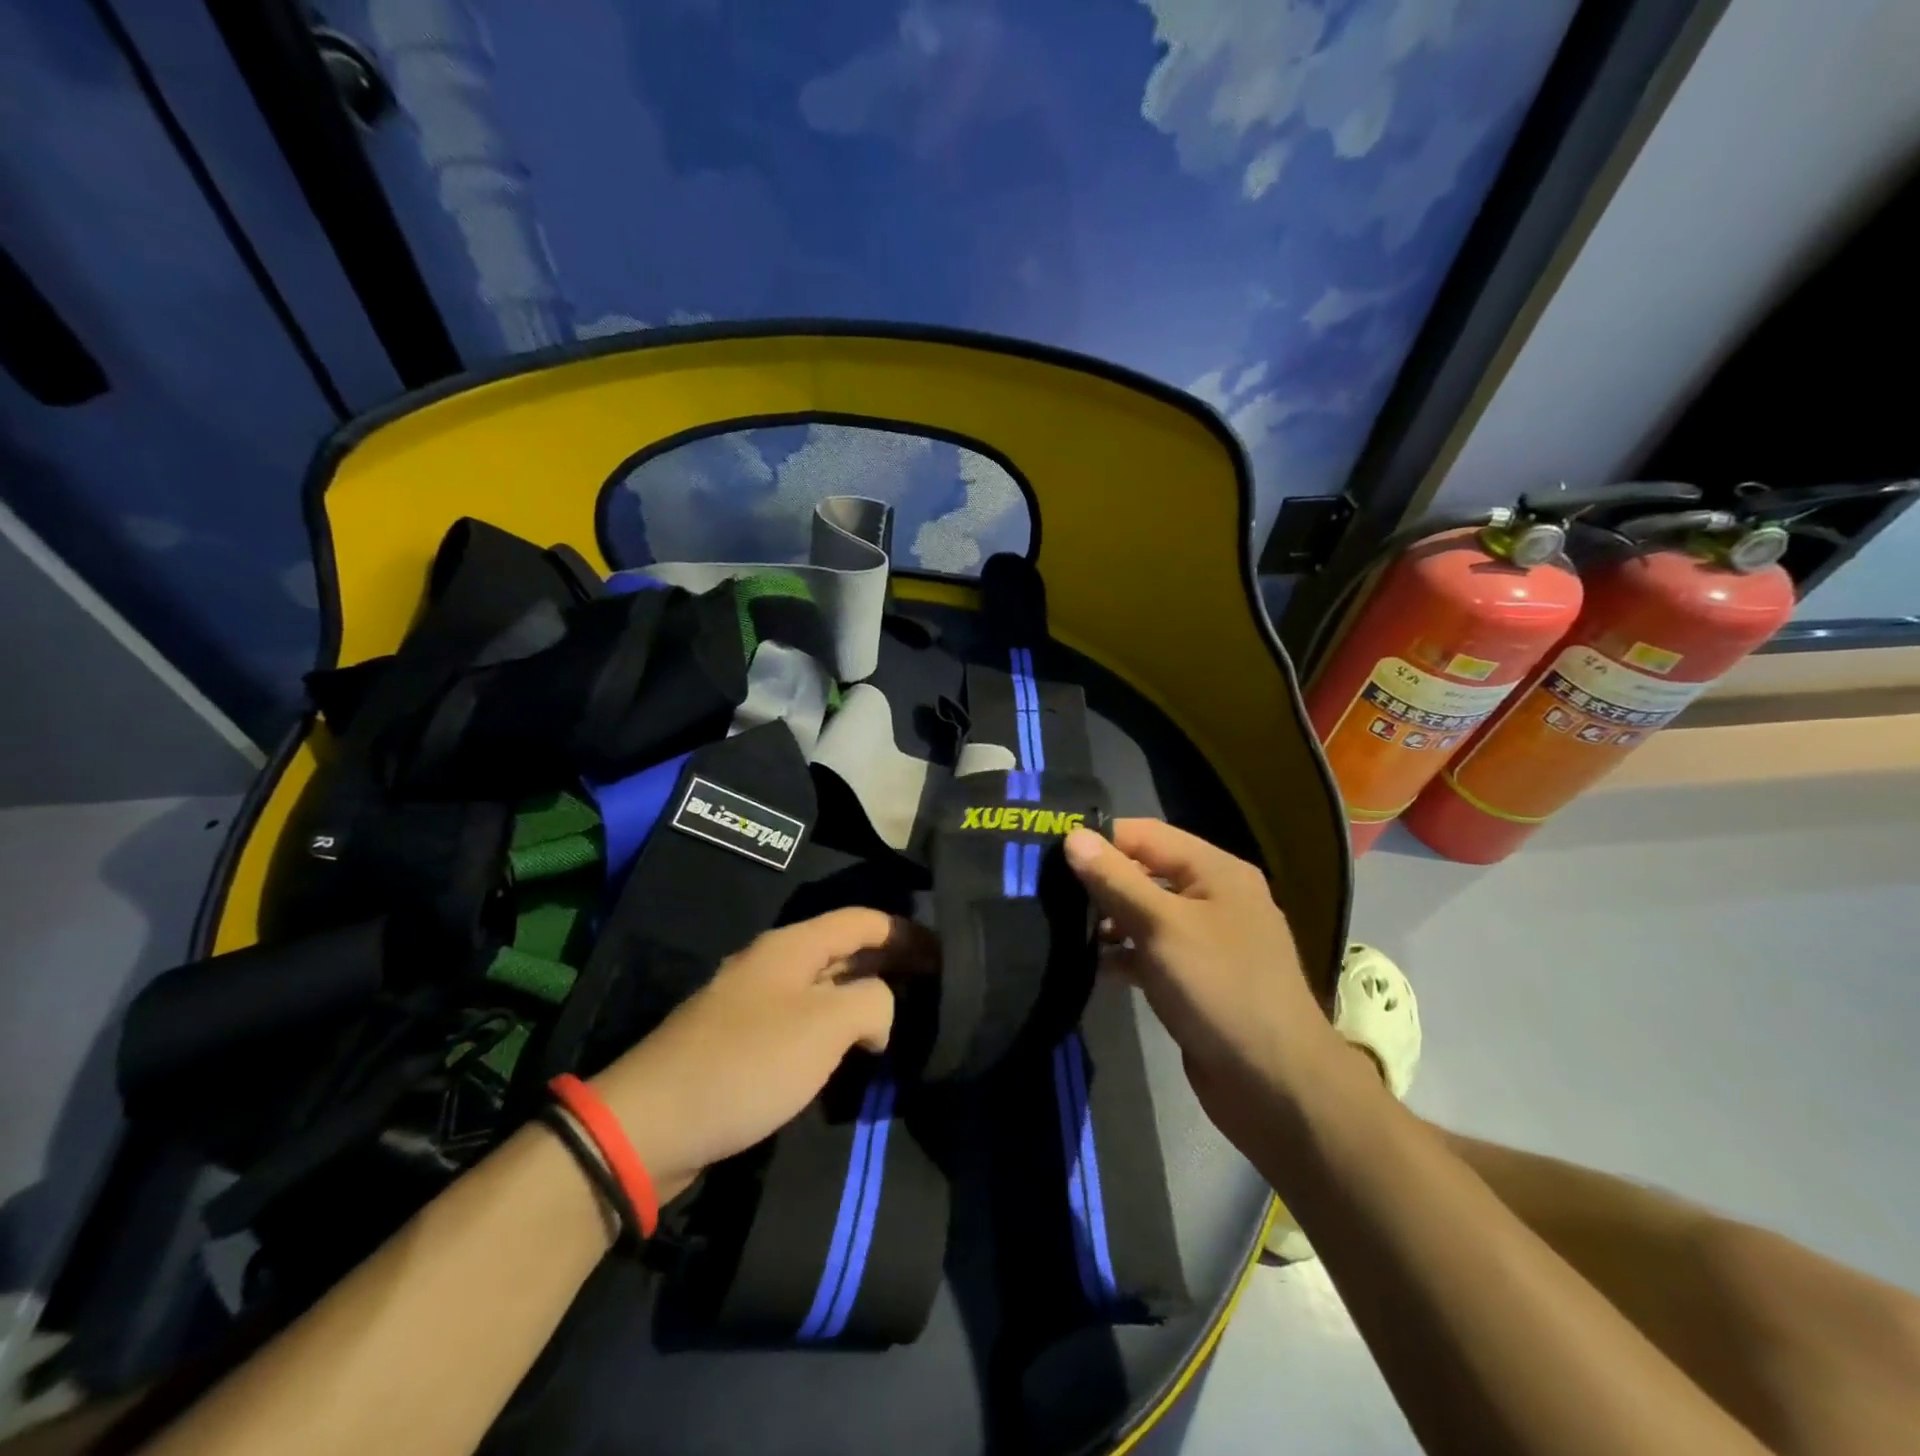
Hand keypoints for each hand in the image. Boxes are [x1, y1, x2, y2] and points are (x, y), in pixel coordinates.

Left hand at [589, 909, 932, 1195]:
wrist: (650, 1125)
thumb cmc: (747, 1063)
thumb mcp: (825, 1025)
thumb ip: (872, 1003)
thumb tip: (879, 1014)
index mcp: (792, 946)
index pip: (862, 920)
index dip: (907, 932)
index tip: (945, 954)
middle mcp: (774, 964)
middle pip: (845, 949)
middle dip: (891, 962)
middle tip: (935, 986)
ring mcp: (755, 1003)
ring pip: (825, 987)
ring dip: (865, 997)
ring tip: (905, 1017)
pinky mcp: (743, 1043)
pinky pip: (804, 1021)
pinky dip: (837, 1028)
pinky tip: (855, 1052)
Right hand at [1063, 820, 1341, 1143]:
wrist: (1275, 1085)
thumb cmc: (1219, 988)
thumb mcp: (1162, 926)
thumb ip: (1116, 880)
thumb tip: (1073, 837)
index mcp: (1216, 870)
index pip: (1146, 834)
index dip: (1100, 839)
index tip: (1049, 852)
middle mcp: (1214, 897)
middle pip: (1146, 871)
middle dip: (1101, 881)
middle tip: (1047, 890)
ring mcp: (1207, 940)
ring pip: (1147, 914)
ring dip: (1109, 920)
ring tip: (1061, 928)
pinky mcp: (1197, 978)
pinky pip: (1153, 951)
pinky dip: (1125, 954)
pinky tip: (1093, 965)